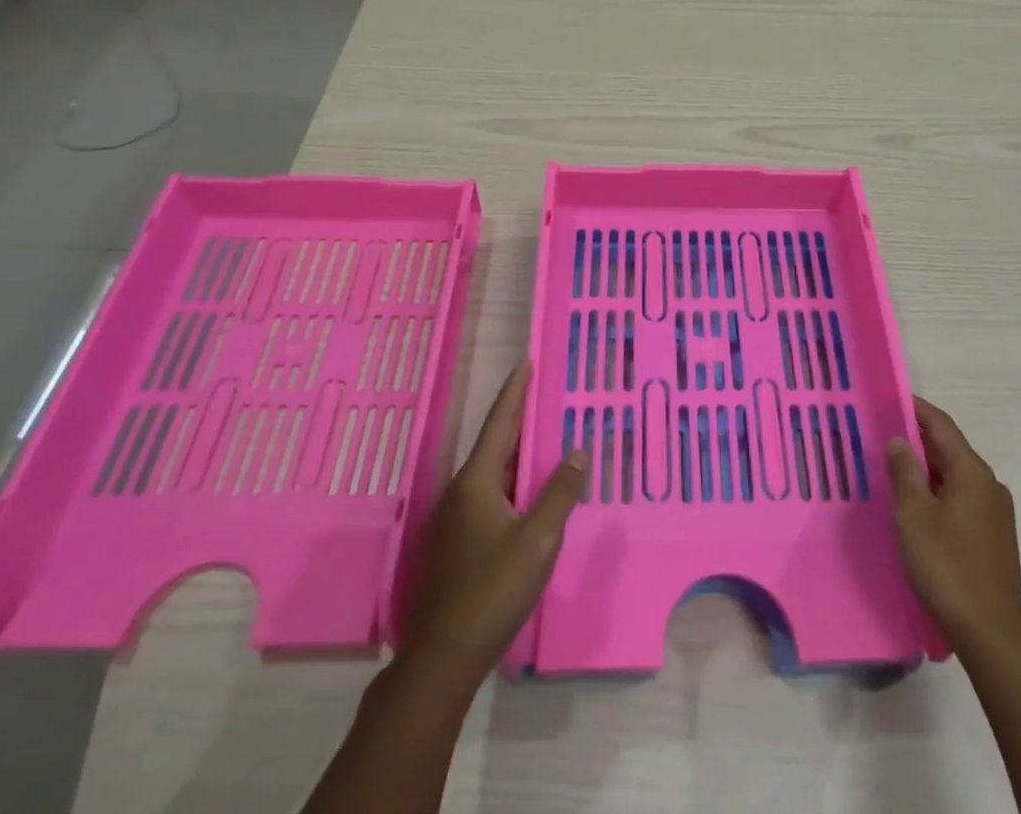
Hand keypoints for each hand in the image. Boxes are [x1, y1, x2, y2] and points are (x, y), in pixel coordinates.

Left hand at [401, 361, 585, 682]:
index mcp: (477, 481)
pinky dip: (511, 479)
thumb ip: (560, 492)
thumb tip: (577, 450)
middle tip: (540, 393)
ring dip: (515, 451)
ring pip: (492, 472)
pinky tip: (526, 492)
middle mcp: (461, 492)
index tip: (526, 363)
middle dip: (517, 417)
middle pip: (495, 444)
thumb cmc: (492, 589)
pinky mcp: (457, 543)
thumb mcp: (538, 539)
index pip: (500, 423)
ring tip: (540, 437)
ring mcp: (455, 519)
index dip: (514, 392)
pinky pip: (490, 495)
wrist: (443, 656)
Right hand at [886, 396, 1020, 656]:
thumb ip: (904, 471)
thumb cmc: (947, 566)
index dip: (914, 408)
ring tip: (891, 468)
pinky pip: (959, 499)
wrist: (992, 635)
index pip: (940, 425)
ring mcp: (994, 513)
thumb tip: (899, 440)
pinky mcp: (992, 538)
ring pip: (953, 476)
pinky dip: (936, 492)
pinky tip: (915, 506)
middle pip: (948, 449)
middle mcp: (988, 485)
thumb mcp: (913, 514)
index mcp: (972, 471)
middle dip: (915, 439)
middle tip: (879, 434)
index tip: (887, 398)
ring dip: (924, 468)